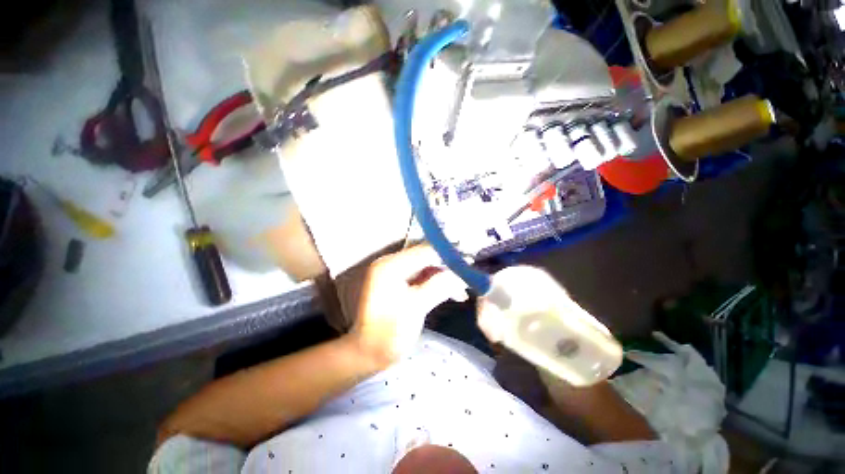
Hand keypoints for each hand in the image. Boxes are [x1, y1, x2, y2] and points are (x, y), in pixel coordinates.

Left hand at [349, 245, 467, 366]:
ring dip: (444, 277)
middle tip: (469, 275)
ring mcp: (393, 273)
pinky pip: (421, 277)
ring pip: (426, 268)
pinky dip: (436, 283)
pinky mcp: (397, 283)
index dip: (449, 255)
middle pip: (426, 257)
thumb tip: (462, 273)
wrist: (368, 354)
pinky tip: (452, 293)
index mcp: (391, 265)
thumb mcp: (417, 307)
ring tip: (463, 289)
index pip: (425, 251)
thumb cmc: (389, 333)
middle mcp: (390, 263)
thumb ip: (440, 285)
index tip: (470, 261)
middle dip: (448, 266)